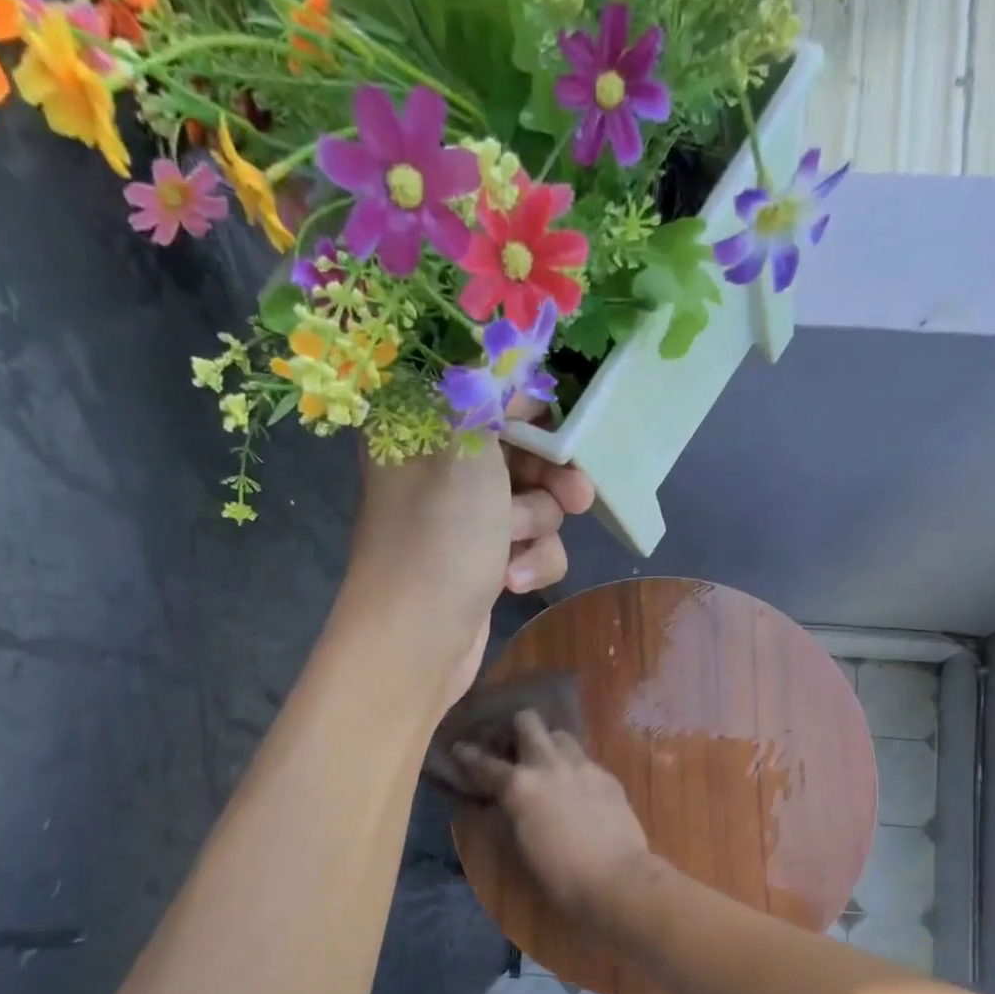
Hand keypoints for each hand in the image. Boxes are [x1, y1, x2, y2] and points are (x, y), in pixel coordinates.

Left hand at [345, 404, 593, 707]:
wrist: (417, 642)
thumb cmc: (439, 538)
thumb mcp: (466, 447)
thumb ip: (491, 391)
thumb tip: (510, 351)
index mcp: (422, 427)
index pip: (484, 389)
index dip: (527, 405)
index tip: (554, 424)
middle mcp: (441, 468)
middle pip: (521, 450)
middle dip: (551, 476)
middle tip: (578, 494)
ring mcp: (464, 520)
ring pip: (534, 501)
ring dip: (538, 526)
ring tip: (517, 548)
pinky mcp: (483, 561)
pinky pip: (529, 546)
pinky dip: (530, 563)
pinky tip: (512, 583)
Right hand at [453, 711, 654, 921]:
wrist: (617, 878)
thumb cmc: (559, 875)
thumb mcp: (519, 846)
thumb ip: (507, 814)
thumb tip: (500, 801)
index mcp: (520, 785)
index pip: (484, 762)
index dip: (467, 754)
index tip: (459, 747)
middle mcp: (549, 764)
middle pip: (527, 721)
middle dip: (514, 729)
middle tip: (512, 750)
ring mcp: (582, 765)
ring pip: (559, 734)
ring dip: (547, 744)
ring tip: (547, 766)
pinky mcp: (607, 775)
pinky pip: (584, 760)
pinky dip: (573, 768)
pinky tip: (577, 790)